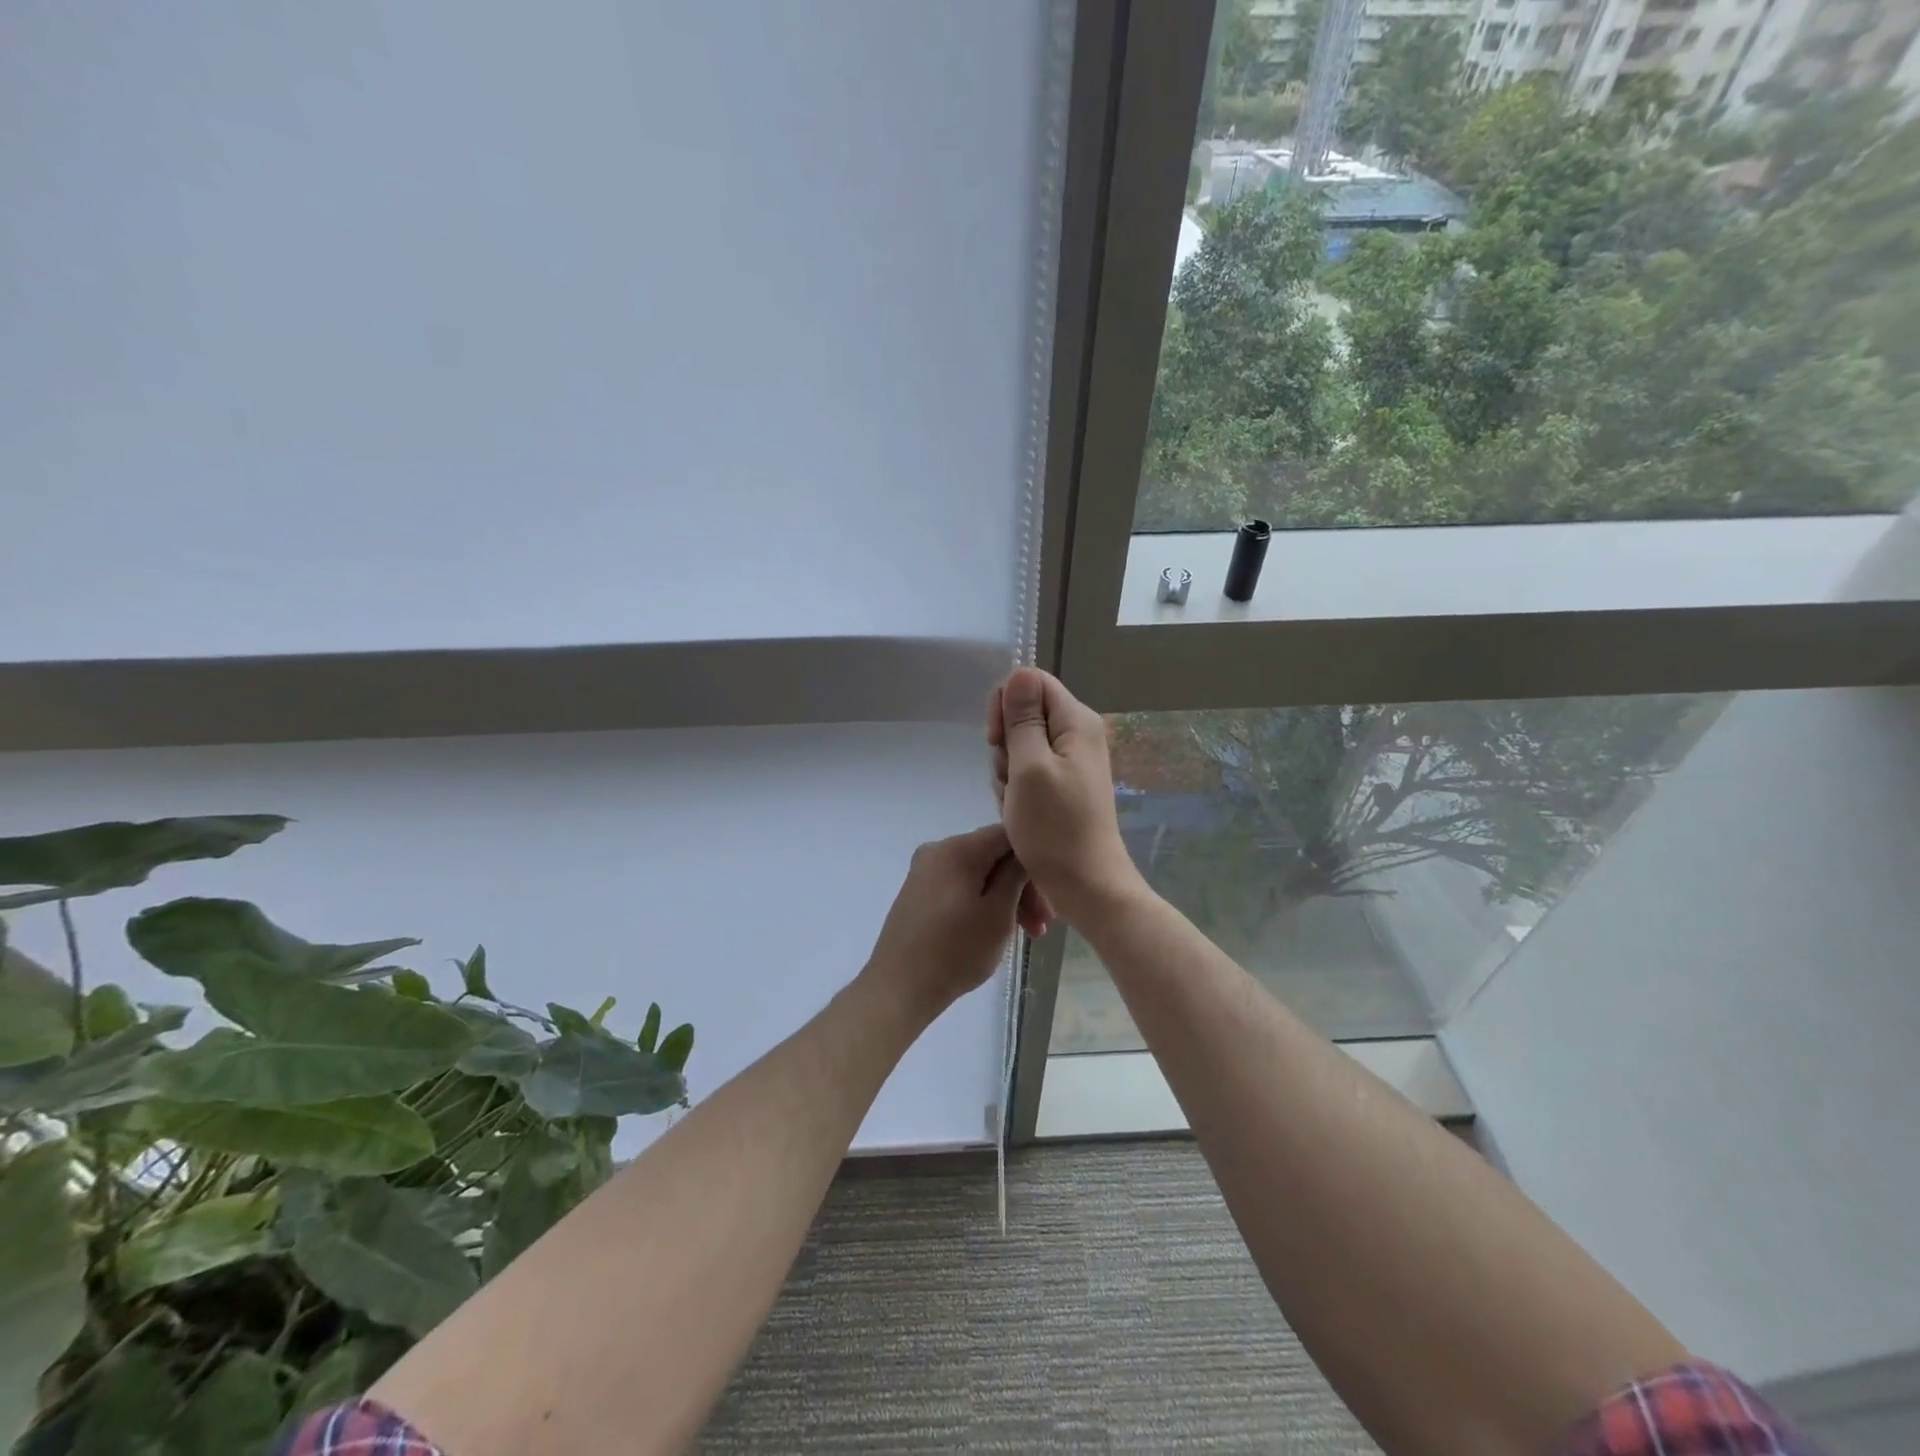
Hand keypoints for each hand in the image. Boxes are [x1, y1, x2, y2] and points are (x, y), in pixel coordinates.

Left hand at [865, 825, 1033, 1017]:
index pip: (1009, 835)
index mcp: (957, 848)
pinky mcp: (919, 892)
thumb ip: (1016, 875)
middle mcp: (938, 849)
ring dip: (1005, 898)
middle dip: (1022, 886)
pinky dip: (983, 902)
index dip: (1035, 861)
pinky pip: (961, 886)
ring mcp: (925, 871)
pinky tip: (996, 929)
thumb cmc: (956, 950)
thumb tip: (1025, 853)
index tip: (1051, 896)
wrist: (899, 988)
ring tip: (1027, 936)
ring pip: (978, 873)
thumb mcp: (998, 913)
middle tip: (1043, 925)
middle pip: (994, 855)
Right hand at [987, 668, 1143, 920]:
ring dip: (1006, 772)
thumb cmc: (1055, 828)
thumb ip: (1022, 719)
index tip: (996, 740)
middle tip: (1010, 779)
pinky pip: (1026, 771)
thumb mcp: (1029, 768)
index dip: (1006, 705)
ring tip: (1016, 803)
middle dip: (1004, 745)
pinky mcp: (1061, 785)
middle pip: (1023, 714)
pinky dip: (1015, 789)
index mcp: (1076, 721)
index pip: (1031, 682)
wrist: (1085, 885)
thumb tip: (1018, 673)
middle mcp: (1077, 734)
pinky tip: (1018, 812)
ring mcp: (1069, 761)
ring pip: (1019, 745)